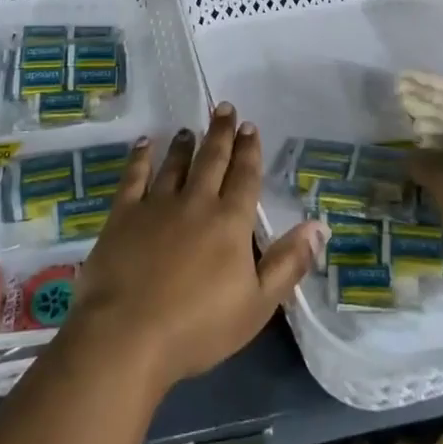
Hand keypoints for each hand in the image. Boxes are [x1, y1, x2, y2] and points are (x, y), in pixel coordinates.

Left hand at [70, 104, 324, 394]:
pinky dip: (140, 157)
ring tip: (189, 129)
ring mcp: (157, 205)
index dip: (249, 150)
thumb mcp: (257, 304)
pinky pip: (134, 177)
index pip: (244, 176)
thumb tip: (319, 225)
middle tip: (224, 108)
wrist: (128, 336)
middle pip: (212, 159)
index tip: (250, 126)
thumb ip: (289, 262)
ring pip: (175, 164)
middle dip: (221, 133)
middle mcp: (196, 202)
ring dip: (184, 144)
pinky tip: (143, 143)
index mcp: (230, 222)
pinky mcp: (123, 215)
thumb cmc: (198, 327)